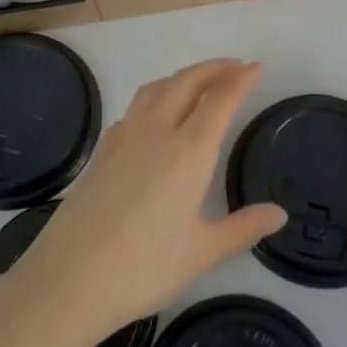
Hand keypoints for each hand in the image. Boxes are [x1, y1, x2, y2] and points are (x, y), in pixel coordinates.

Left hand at [0, 60, 286, 346]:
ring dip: (184, 76)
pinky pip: (136, 105)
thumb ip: (243, 228)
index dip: (241, 79)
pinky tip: (159, 116)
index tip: (257, 68)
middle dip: (215, 68)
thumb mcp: (202, 253)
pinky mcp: (102, 148)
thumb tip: (279, 213)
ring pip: (158, 87)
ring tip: (201, 83)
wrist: (67, 278)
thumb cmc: (142, 268)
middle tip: (237, 68)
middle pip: (188, 81)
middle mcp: (157, 131)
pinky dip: (158, 95)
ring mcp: (124, 136)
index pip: (220, 99)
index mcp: (188, 151)